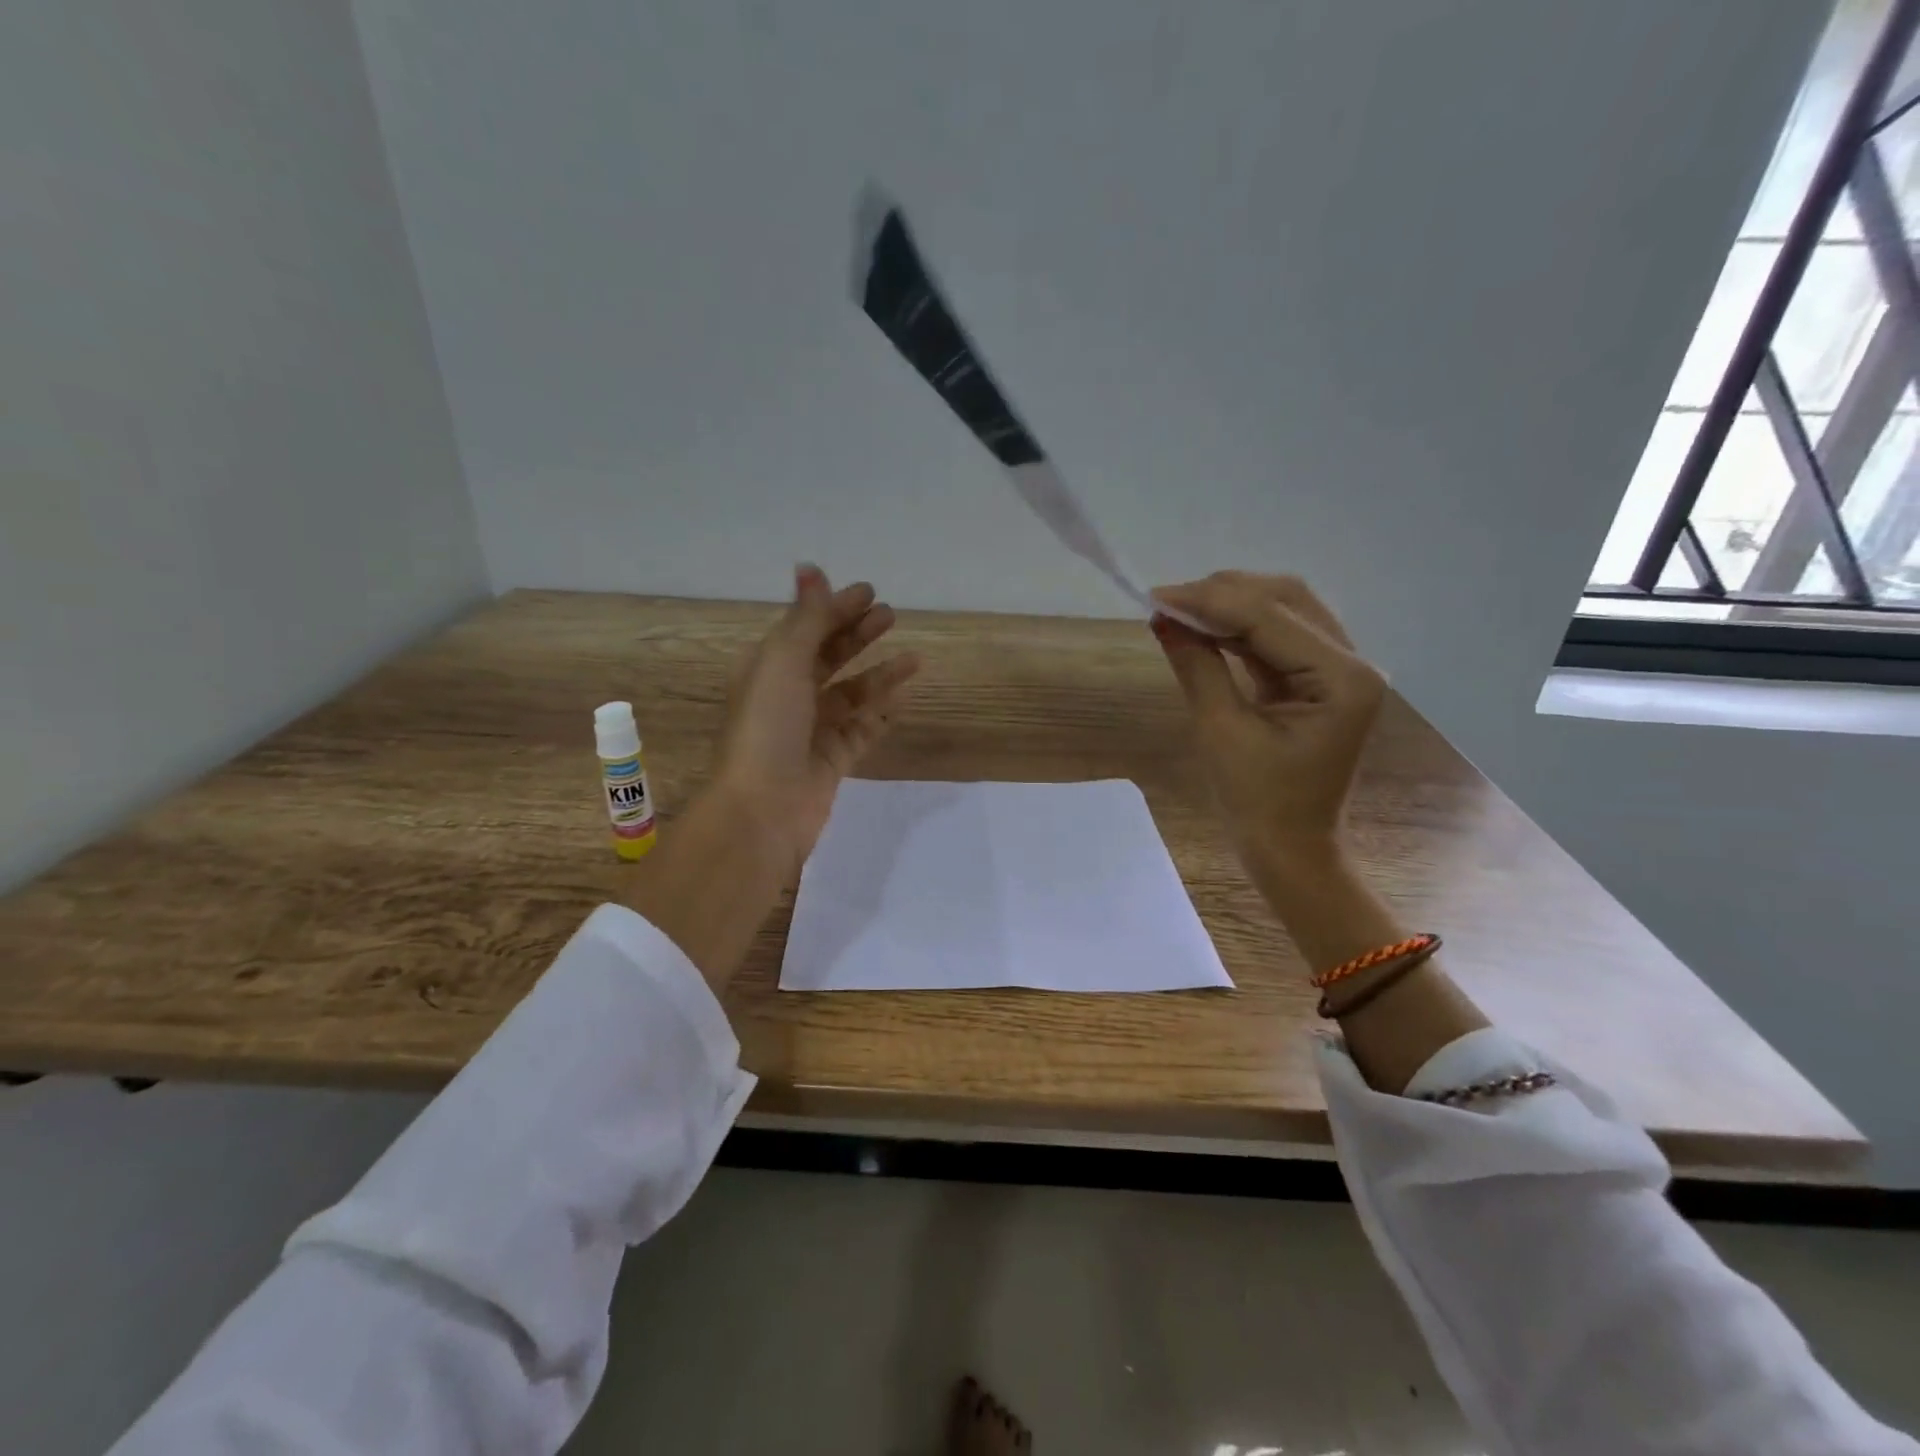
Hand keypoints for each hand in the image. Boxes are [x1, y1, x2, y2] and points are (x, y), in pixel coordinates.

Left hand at [713, 563, 919, 877]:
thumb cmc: (768, 727)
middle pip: (828, 657)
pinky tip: (906, 698)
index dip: (835, 609)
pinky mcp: (832, 760)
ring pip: (851, 694)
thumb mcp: (783, 662)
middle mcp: (788, 696)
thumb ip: (806, 618)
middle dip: (858, 635)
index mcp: (768, 669)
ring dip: (880, 673)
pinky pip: (862, 730)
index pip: (805, 629)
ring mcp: (811, 730)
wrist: (764, 809)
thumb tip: (809, 567)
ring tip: (914, 657)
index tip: (870, 593)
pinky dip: (882, 713)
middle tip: (891, 616)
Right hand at [1149, 572, 1384, 876]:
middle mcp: (1354, 662)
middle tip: (1167, 602)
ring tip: (1179, 611)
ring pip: (1284, 610)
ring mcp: (1342, 669)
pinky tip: (1203, 629)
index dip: (1208, 601)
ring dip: (1230, 606)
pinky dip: (1240, 628)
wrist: (1290, 849)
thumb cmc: (1258, 803)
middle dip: (1223, 593)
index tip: (1154, 596)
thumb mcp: (1220, 731)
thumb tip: (1163, 618)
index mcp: (1342, 679)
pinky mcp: (1323, 679)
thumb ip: (1197, 666)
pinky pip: (1279, 637)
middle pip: (1286, 599)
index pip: (1269, 617)